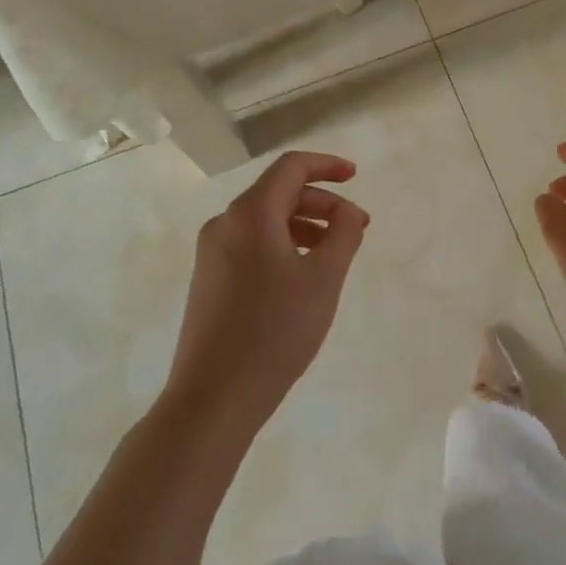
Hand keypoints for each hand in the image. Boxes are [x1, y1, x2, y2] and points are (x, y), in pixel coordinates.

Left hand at [166, 151, 369, 436]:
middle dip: (322, 203)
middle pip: (279, 192)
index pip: (291, 167)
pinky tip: (303, 275)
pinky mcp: (209, 279)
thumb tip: (346, 210)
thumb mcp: (324, 279)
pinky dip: (283, 244)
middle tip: (357, 227)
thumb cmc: (274, 331)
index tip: (356, 176)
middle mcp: (225, 223)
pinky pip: (252, 243)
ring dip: (305, 225)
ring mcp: (212, 252)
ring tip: (335, 253)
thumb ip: (343, 233)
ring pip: (266, 220)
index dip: (327, 165)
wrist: (212, 399)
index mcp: (251, 213)